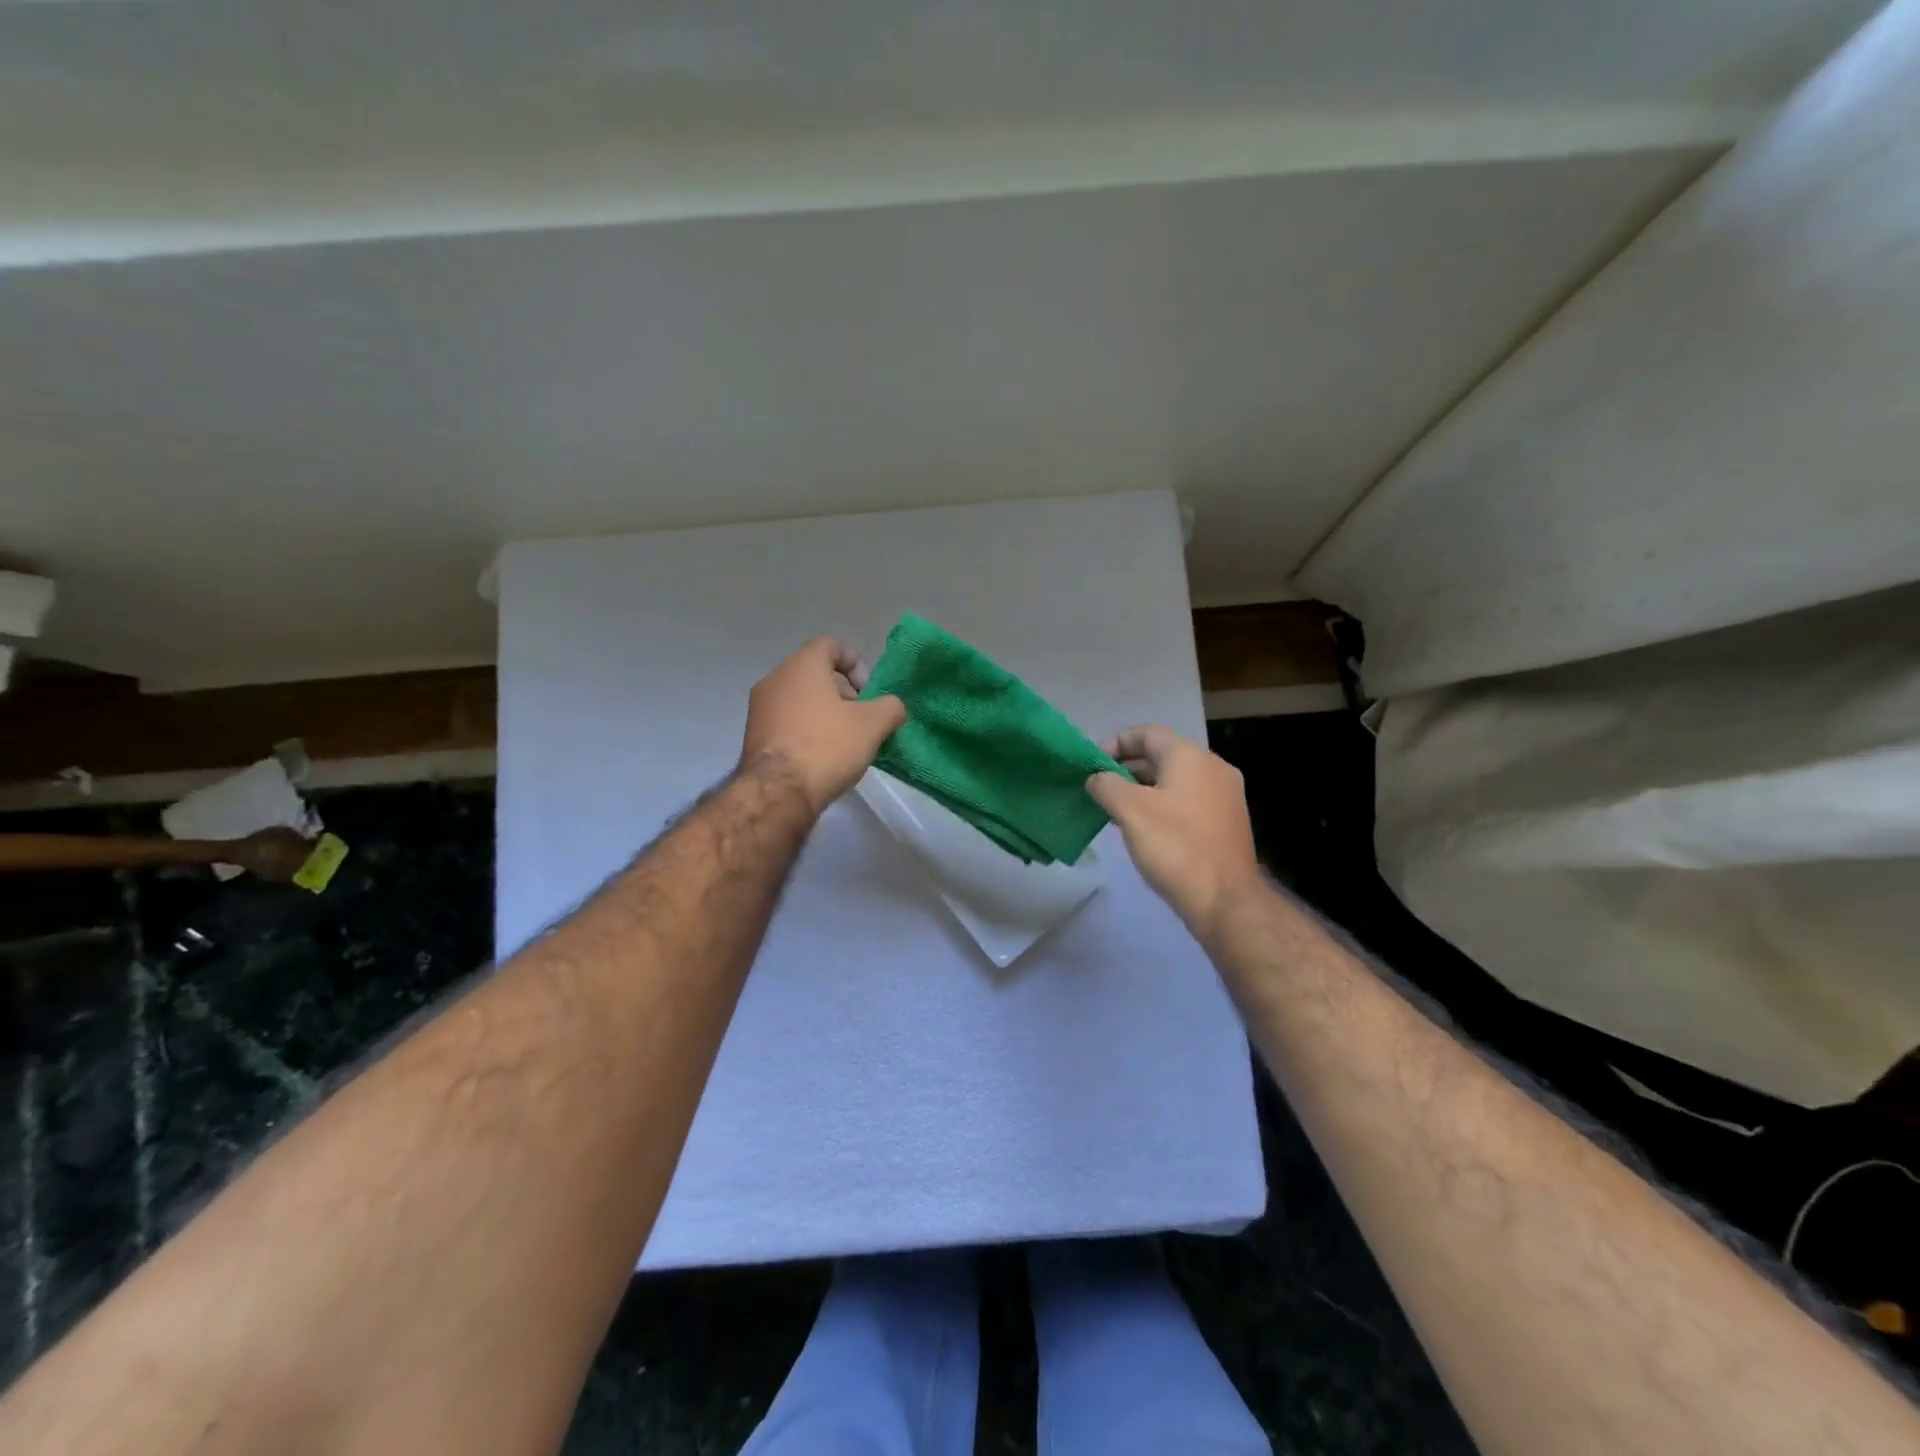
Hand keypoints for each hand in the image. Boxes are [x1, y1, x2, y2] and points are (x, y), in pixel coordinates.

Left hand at [740, 637, 907, 815]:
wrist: (779, 792)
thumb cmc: (827, 746)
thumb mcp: (873, 725)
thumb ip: (890, 707)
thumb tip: (893, 707)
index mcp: (802, 665)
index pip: (832, 645)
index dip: (857, 664)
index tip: (869, 692)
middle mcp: (775, 678)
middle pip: (816, 672)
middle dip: (844, 692)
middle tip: (861, 719)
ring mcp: (760, 707)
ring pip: (801, 698)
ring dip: (825, 712)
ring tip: (845, 741)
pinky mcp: (754, 734)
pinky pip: (787, 720)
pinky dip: (807, 729)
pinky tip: (822, 755)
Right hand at [1086, 725, 1261, 936]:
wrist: (1226, 901)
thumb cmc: (1175, 847)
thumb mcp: (1130, 811)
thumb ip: (1106, 785)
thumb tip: (1097, 778)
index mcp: (1191, 756)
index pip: (1147, 733)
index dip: (1115, 743)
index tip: (1092, 765)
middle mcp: (1213, 767)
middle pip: (1162, 755)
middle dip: (1127, 768)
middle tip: (1099, 788)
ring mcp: (1224, 795)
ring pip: (1175, 779)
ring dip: (1143, 788)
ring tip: (1114, 810)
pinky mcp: (1227, 822)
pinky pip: (1188, 800)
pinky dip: (1163, 804)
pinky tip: (1144, 828)